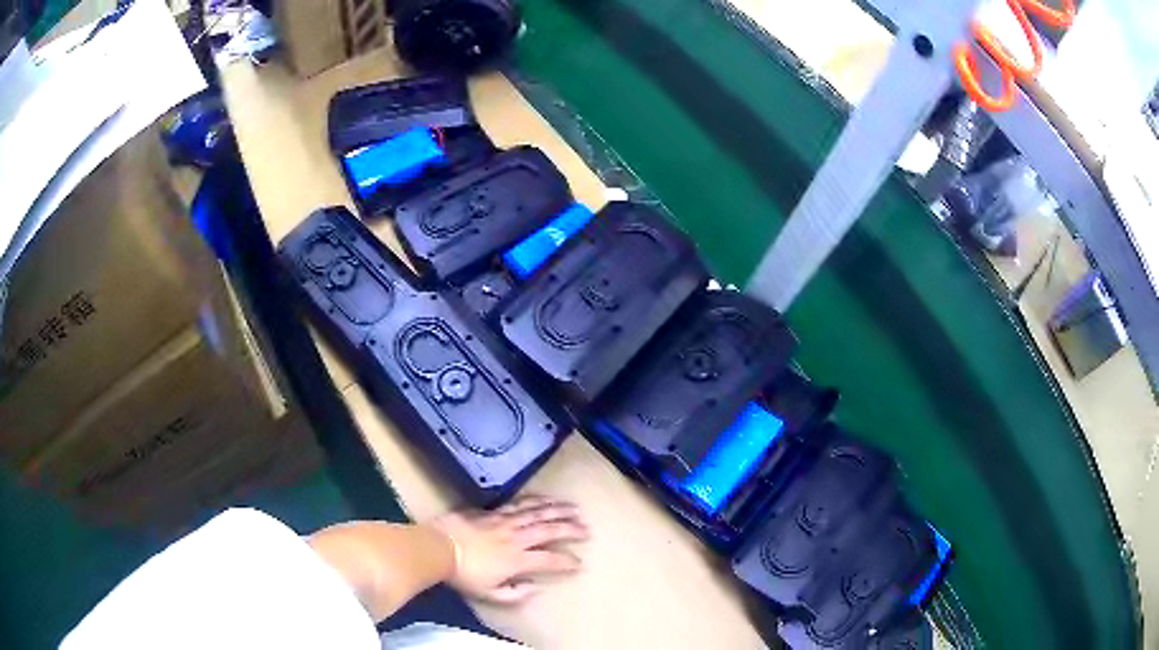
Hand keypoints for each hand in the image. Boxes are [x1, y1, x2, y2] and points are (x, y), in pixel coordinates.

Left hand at [428, 495, 588, 604]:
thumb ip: (514, 593)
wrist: (438, 547)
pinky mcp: (493, 512)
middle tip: (587, 528)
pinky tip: (543, 498)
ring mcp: (505, 521)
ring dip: (557, 509)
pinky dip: (534, 500)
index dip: (567, 561)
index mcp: (517, 559)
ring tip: (574, 508)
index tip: (579, 562)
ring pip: (537, 512)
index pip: (549, 559)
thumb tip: (535, 588)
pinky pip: (518, 504)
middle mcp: (516, 537)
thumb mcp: (489, 594)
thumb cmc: (464, 575)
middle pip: (549, 529)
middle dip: (571, 528)